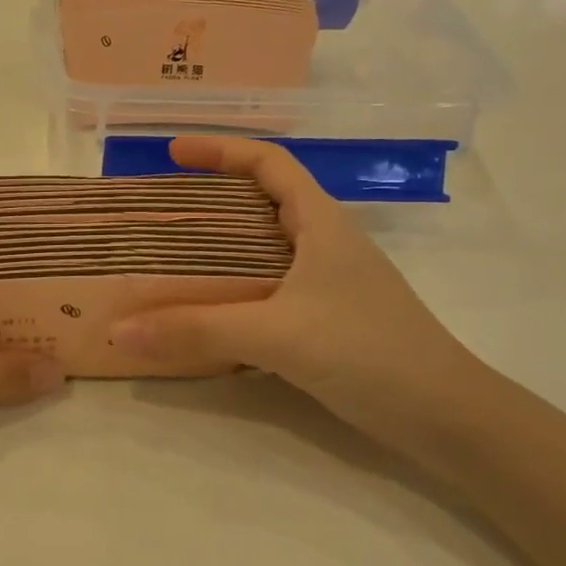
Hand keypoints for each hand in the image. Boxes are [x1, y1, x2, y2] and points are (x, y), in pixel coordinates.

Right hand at [111, 137, 486, 455]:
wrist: (445, 415)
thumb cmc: (368, 351)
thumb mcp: (277, 334)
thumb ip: (198, 330)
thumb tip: (121, 330)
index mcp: (320, 221)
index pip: (268, 163)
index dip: (220, 149)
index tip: (173, 153)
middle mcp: (325, 242)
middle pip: (262, 200)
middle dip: (212, 197)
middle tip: (163, 210)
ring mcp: (330, 281)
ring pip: (265, 246)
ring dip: (222, 246)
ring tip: (173, 257)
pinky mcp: (329, 317)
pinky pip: (270, 286)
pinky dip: (235, 287)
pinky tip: (210, 311)